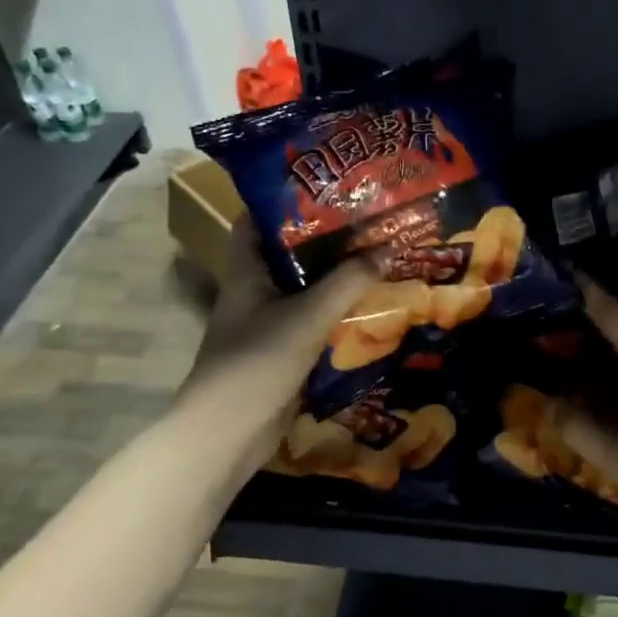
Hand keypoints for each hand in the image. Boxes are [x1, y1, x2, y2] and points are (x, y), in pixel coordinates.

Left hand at [181, 217, 375, 483]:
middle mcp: (255, 289)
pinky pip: (314, 319)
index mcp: (247, 270)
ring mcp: (268, 321)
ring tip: (378, 251)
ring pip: (305, 287)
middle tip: (368, 217)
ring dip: (336, 274)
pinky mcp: (283, 349)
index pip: (258, 219)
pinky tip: (370, 301)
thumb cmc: (258, 361)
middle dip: (326, 236)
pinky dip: (338, 309)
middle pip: (290, 252)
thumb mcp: (308, 315)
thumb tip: (388, 248)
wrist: (229, 433)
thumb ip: (348, 282)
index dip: (286, 198)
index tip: (326, 184)